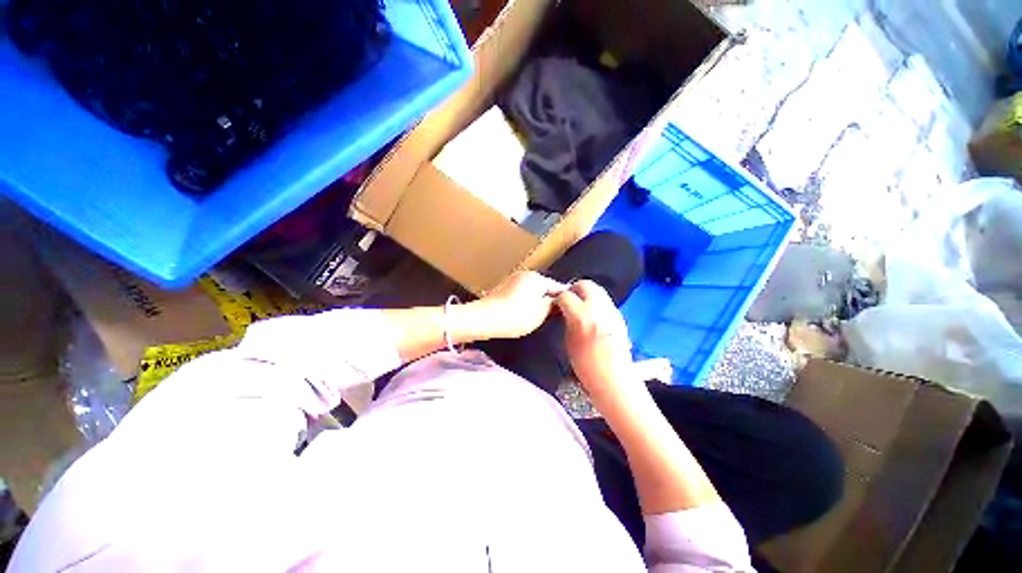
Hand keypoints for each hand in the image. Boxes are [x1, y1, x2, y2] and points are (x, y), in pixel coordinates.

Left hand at [476, 271, 566, 339]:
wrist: (485, 319)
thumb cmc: (516, 316)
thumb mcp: (541, 312)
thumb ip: (554, 304)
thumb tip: (561, 300)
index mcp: (537, 278)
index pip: (558, 286)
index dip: (566, 298)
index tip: (571, 307)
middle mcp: (525, 275)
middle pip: (544, 287)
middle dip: (550, 299)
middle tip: (555, 314)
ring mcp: (512, 280)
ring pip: (532, 291)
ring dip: (537, 301)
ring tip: (540, 316)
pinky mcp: (503, 289)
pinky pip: (521, 294)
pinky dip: (525, 303)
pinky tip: (524, 314)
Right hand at [555, 281, 637, 404]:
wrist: (614, 379)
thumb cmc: (586, 365)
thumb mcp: (569, 341)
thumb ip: (567, 321)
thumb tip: (566, 311)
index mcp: (582, 316)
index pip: (566, 295)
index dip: (558, 298)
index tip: (555, 304)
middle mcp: (598, 308)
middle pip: (585, 284)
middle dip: (574, 289)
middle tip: (568, 300)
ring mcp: (612, 311)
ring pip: (598, 290)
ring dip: (586, 294)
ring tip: (580, 306)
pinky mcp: (619, 316)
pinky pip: (605, 301)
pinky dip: (596, 302)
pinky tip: (593, 315)